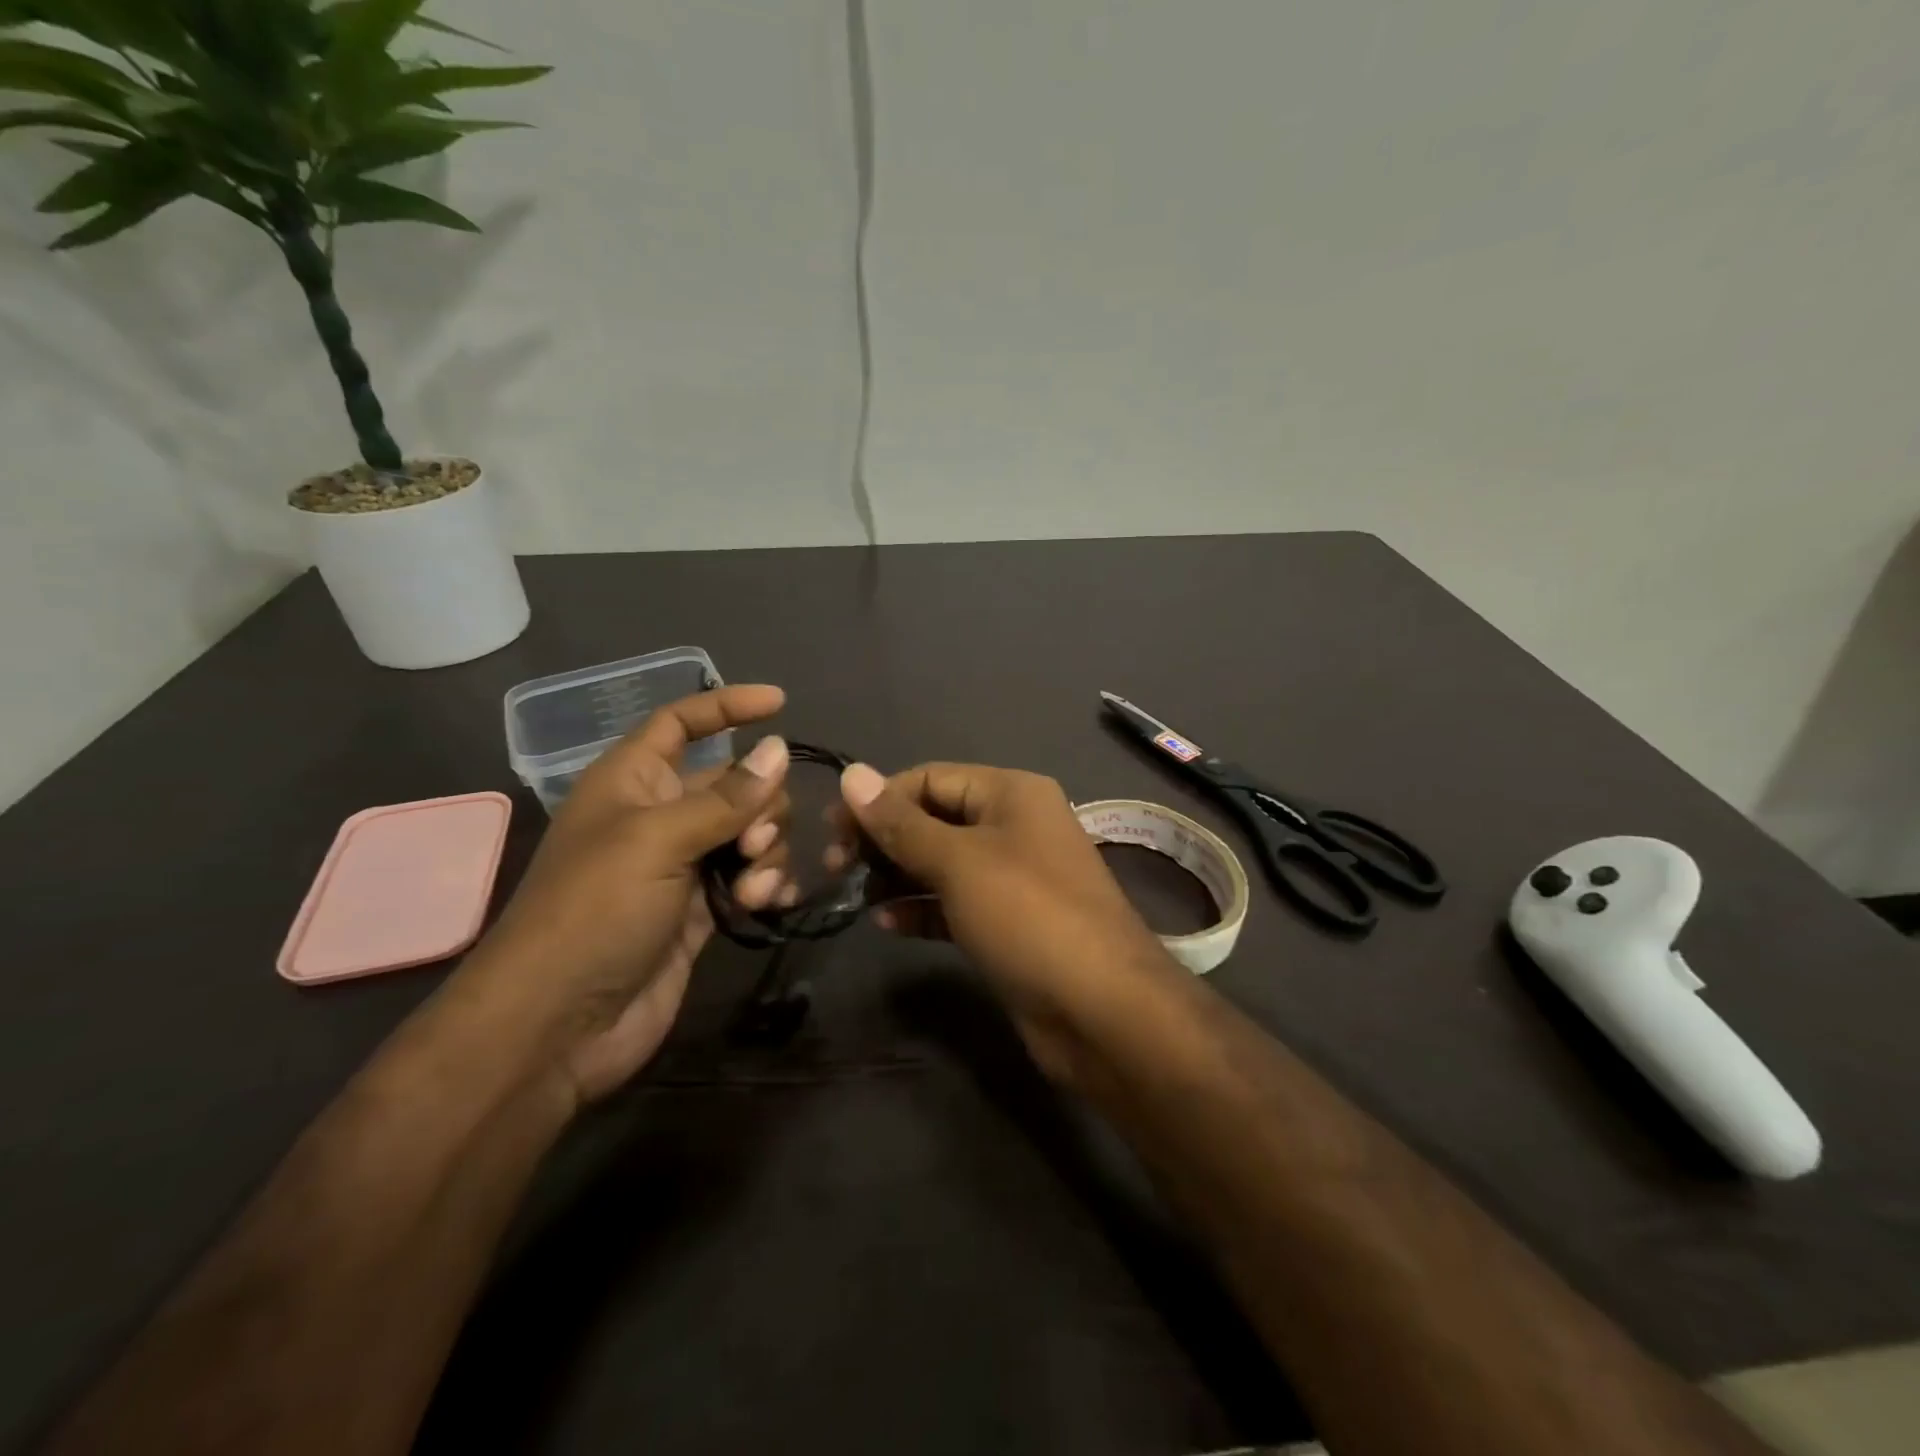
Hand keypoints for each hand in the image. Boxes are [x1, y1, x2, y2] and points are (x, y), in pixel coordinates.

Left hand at [464, 686, 794, 1103]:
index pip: (681, 723)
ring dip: (768, 853)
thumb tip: (779, 750)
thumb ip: (726, 797)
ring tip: (754, 890)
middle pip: (734, 783)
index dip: (726, 707)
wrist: (560, 1025)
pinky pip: (752, 877)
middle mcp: (660, 815)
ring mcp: (683, 865)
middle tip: (754, 842)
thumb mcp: (659, 840)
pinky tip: (772, 904)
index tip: (780, 704)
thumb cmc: (595, 911)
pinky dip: (769, 884)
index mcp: (633, 781)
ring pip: (751, 832)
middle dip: (761, 805)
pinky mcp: (702, 910)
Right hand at [837, 761, 1178, 1081]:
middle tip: (836, 867)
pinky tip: (887, 924)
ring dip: (897, 875)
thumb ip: (900, 822)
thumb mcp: (958, 862)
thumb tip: (851, 773)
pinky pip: (955, 903)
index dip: (879, 799)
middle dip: (885, 839)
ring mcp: (1014, 877)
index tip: (831, 830)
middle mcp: (1014, 826)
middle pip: (934, 819)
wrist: (1102, 1011)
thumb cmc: (1027, 916)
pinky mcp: (1009, 923)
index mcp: (1011, 793)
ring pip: (942, 863)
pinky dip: (921, 909)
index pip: (930, 778)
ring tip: (854, 895)